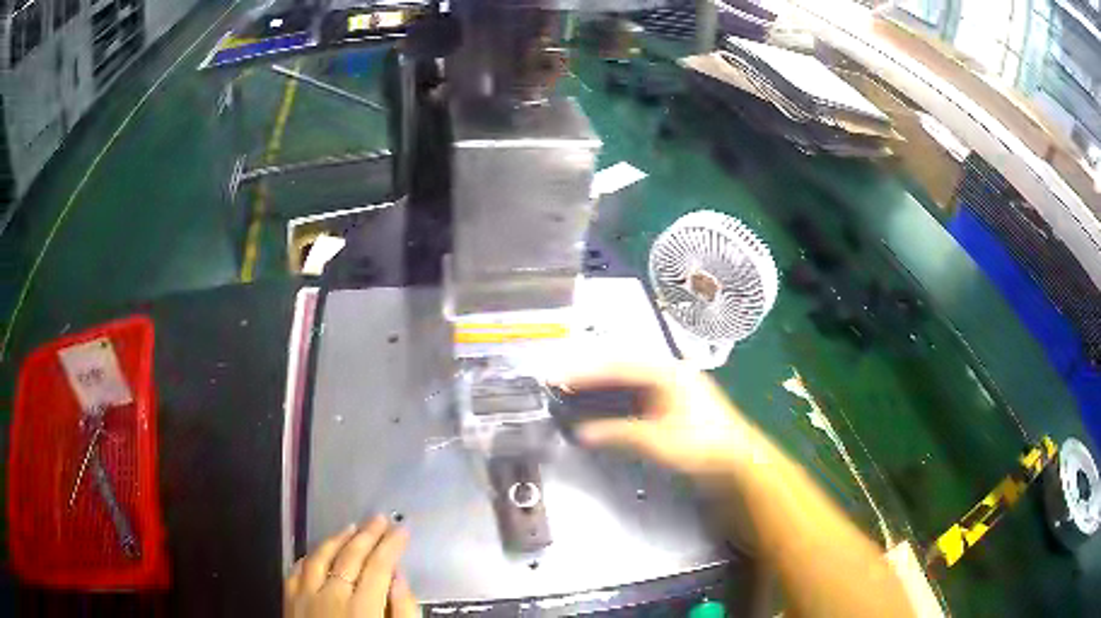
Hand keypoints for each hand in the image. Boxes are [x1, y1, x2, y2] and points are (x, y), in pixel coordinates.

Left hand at [285, 516, 418, 617]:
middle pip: (351, 555)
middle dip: (369, 534)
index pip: (379, 566)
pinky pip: (297, 569)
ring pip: (320, 556)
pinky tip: (318, 550)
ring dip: (337, 538)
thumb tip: (399, 578)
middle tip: (381, 518)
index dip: (392, 545)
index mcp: (362, 608)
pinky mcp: (289, 600)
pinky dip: (310, 555)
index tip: (403, 530)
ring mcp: (305, 595)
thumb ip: (402, 611)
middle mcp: (331, 595)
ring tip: (352, 526)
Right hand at [558, 361, 753, 476]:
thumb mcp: (656, 440)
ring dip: (602, 386)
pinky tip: (602, 405)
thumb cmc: (702, 444)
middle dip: (591, 374)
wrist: (737, 459)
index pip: (617, 366)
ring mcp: (674, 386)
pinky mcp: (674, 402)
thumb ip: (617, 433)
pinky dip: (616, 398)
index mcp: (667, 371)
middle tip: (561, 382)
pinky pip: (637, 393)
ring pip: (629, 379)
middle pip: (622, 367)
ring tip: (574, 391)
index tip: (559, 378)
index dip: (585, 372)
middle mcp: (670, 371)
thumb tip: (582, 432)